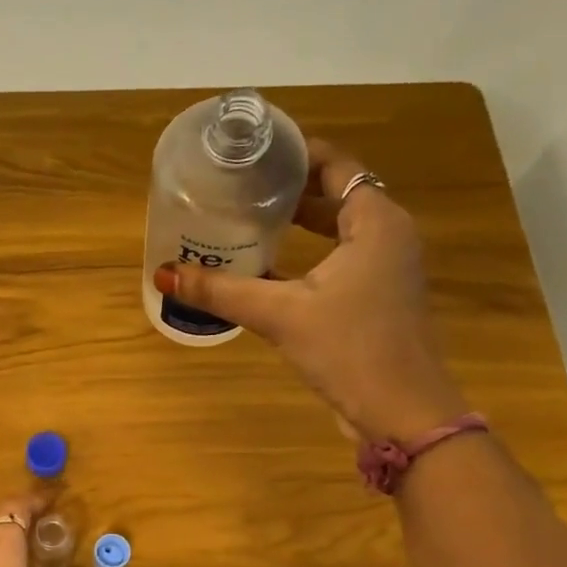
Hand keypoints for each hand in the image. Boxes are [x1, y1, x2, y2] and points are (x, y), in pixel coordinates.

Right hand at [154, 140, 468, 441]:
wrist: (402, 413)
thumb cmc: (349, 349)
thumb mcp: (281, 315)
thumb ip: (222, 291)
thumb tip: (164, 274)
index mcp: (376, 221)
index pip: (335, 164)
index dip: (295, 153)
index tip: (252, 153)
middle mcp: (388, 235)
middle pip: (336, 194)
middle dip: (290, 189)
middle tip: (240, 186)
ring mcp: (386, 269)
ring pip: (338, 230)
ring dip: (299, 223)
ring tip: (248, 219)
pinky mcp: (377, 299)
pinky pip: (340, 259)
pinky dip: (308, 254)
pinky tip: (269, 268)